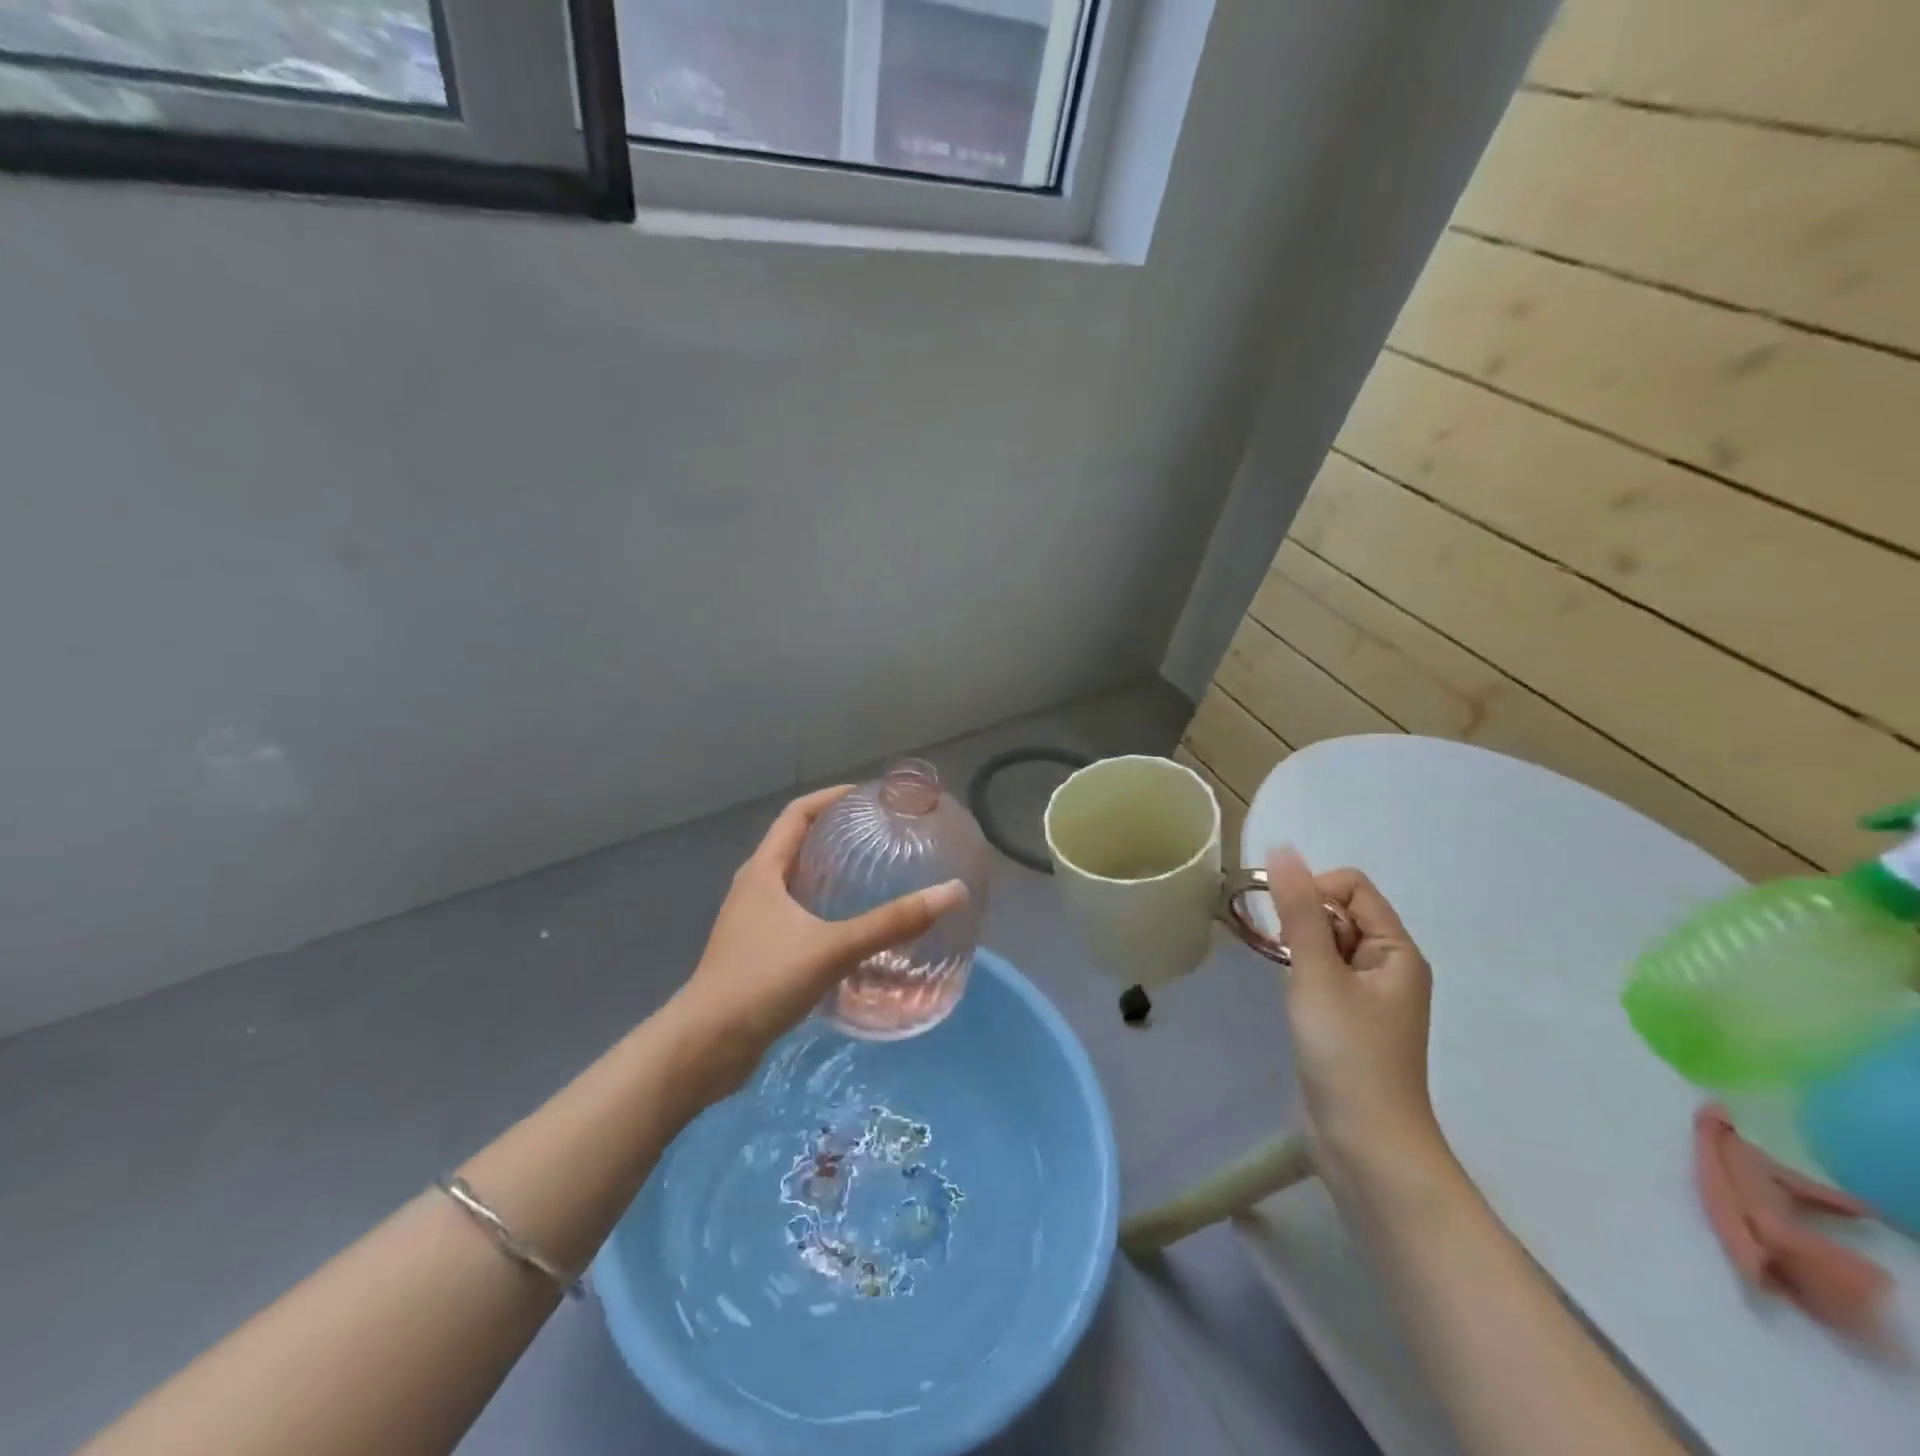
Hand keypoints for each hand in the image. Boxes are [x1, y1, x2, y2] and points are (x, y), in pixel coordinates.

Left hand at [672, 786, 968, 1092]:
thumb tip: (951, 893)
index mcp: (762, 872)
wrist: (704, 1049)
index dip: (830, 798)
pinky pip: (795, 918)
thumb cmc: (762, 982)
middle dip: (834, 835)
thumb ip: (891, 922)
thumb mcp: (832, 947)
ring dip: (828, 875)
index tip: (867, 796)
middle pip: (795, 845)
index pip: (796, 814)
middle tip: (878, 837)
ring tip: (871, 879)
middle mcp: (754, 889)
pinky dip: (822, 912)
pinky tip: (851, 933)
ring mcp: (752, 924)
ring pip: (795, 884)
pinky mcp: (756, 955)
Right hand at [1267, 848, 1447, 1197]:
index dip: (1314, 891)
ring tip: (1290, 982)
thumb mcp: (1317, 974)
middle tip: (1285, 957)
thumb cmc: (1346, 1053)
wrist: (1365, 1144)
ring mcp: (1371, 996)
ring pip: (1328, 944)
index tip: (1283, 922)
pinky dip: (1303, 974)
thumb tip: (1282, 850)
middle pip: (1341, 912)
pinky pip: (1324, 974)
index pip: (1352, 887)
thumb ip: (1297, 911)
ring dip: (1301, 949)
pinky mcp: (1350, 1020)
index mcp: (1397, 950)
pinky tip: (1293, 1001)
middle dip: (1304, 921)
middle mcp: (1390, 966)